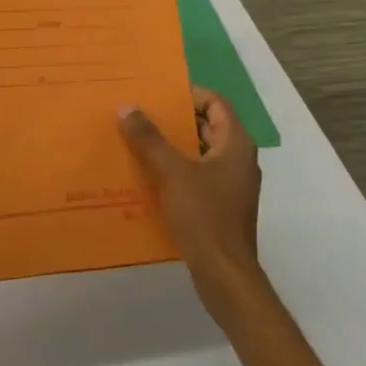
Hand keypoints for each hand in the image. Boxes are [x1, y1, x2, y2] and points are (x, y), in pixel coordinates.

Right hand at [119, 87, 263, 316]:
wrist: (224, 274)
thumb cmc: (204, 216)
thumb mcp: (173, 173)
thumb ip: (150, 139)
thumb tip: (127, 107)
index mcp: (236, 145)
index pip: (216, 103)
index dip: (189, 93)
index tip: (157, 92)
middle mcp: (238, 160)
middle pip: (207, 126)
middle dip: (174, 119)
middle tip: (140, 112)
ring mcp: (230, 185)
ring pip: (199, 153)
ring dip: (171, 145)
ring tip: (136, 139)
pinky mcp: (219, 205)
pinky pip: (196, 176)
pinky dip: (174, 170)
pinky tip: (146, 174)